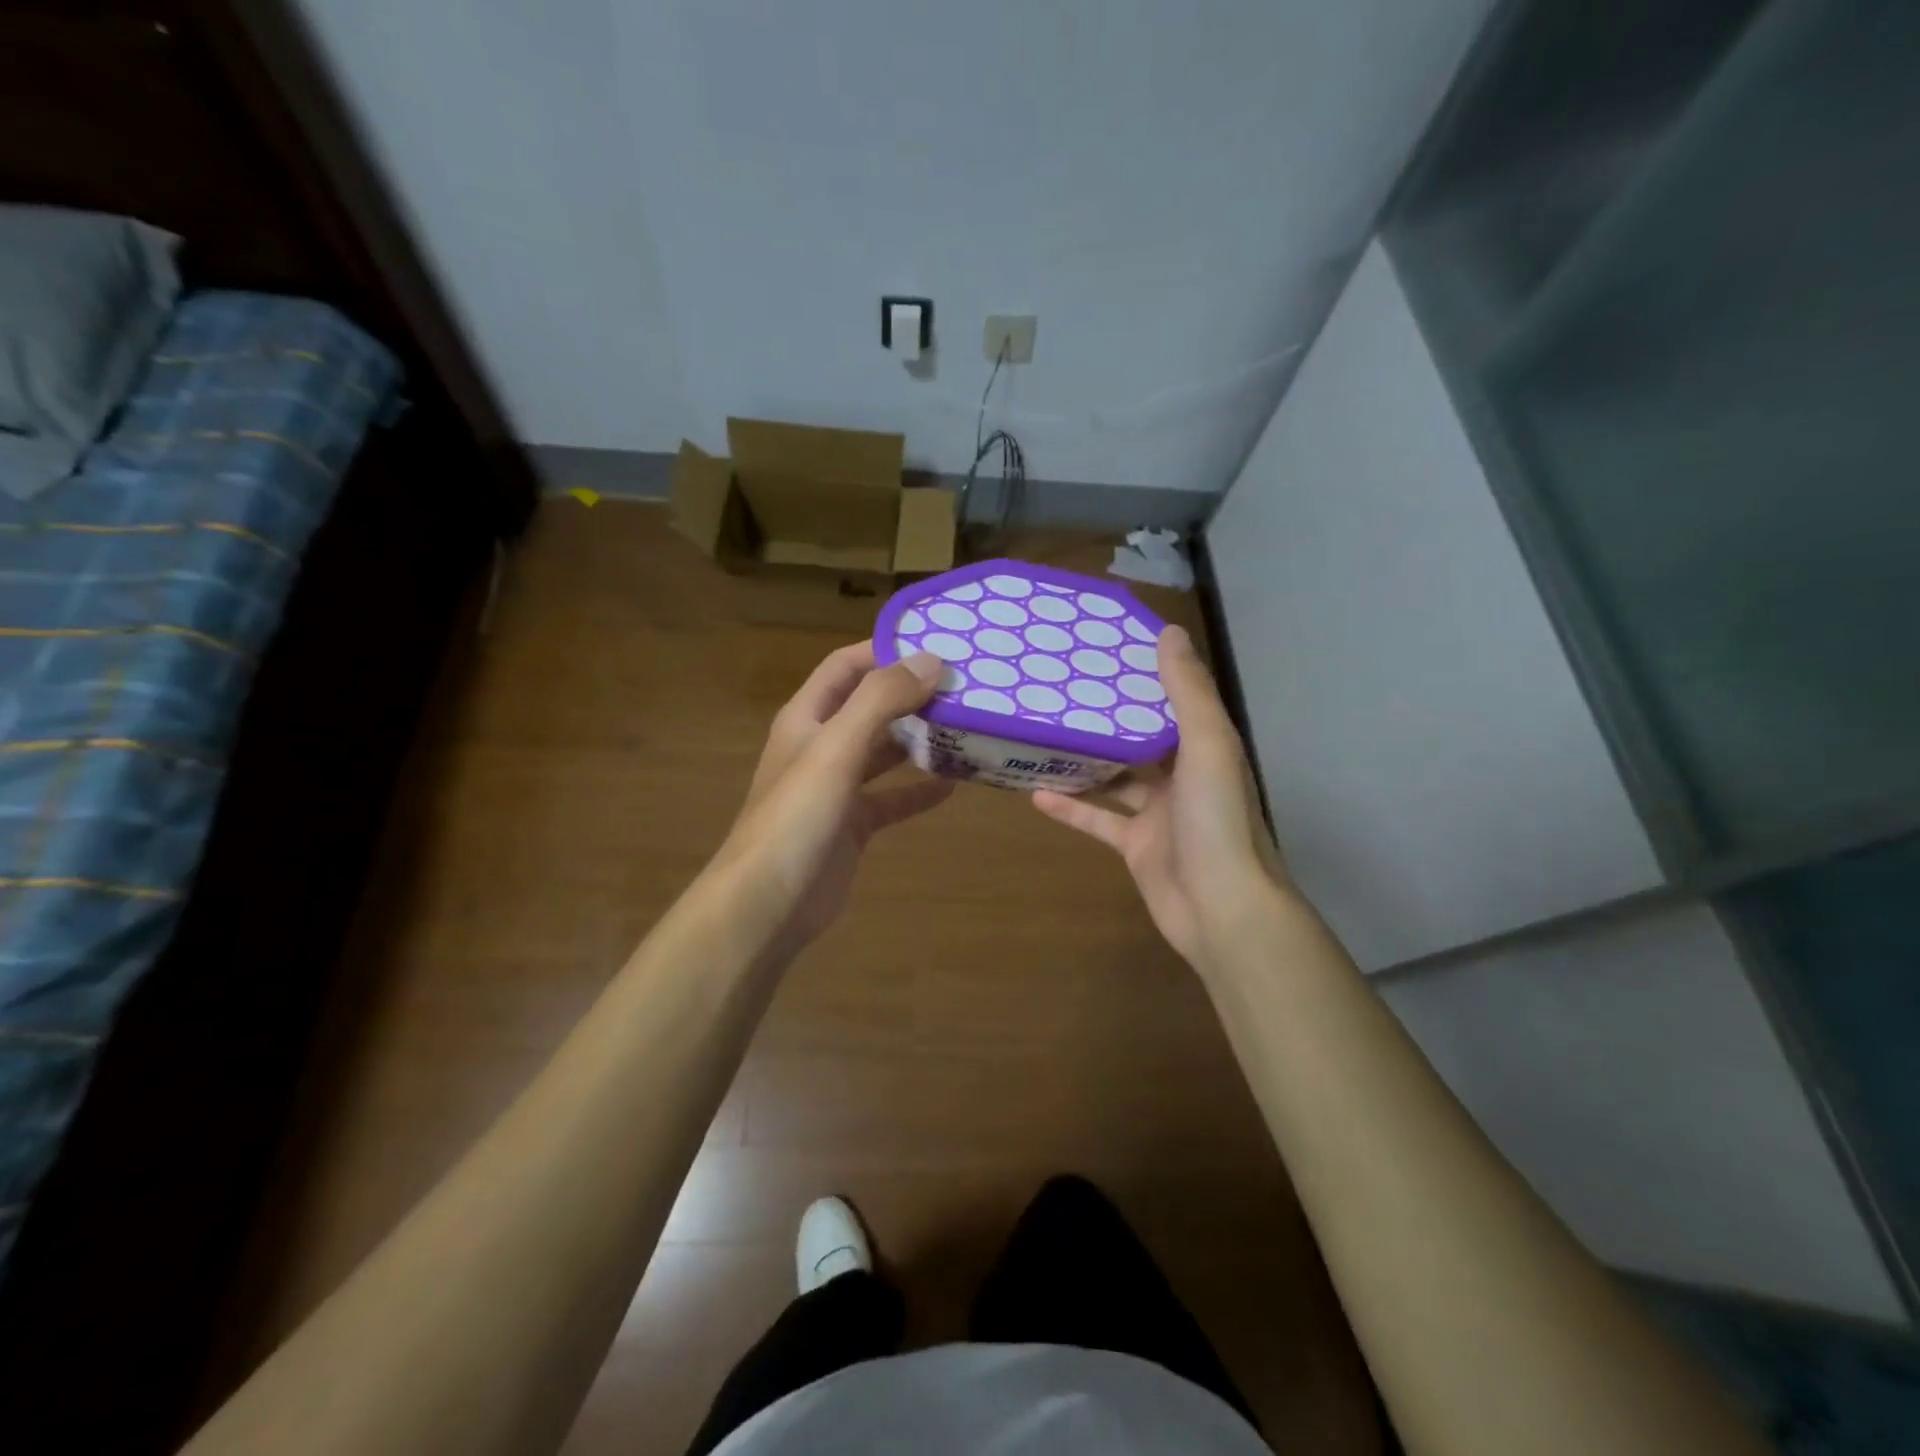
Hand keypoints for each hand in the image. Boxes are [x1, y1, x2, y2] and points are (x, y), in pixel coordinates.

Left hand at [714, 640, 953, 949]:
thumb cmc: (797, 817)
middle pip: (869, 707)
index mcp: (807, 718)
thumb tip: (932, 660)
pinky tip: (953, 786)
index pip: (845, 666)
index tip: (936, 644)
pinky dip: (918, 791)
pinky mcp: (852, 825)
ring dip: (918, 740)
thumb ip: (881, 700)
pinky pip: (891, 799)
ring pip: (883, 752)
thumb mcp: (837, 748)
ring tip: (966, 728)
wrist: (767, 903)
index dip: (884, 650)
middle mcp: (820, 745)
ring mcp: (836, 787)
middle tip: (963, 687)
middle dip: (910, 695)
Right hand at [1032, 624, 1283, 974]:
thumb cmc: (1216, 819)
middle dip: (1108, 716)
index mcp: (1205, 747)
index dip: (1147, 674)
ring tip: (1044, 732)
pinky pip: (1099, 819)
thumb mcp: (1207, 745)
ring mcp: (1158, 813)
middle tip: (1065, 687)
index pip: (1174, 700)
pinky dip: (1071, 808)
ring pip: (1117, 778)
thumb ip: (1187, 691)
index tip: (1108, 649)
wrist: (1221, 907)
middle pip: (1141, 738)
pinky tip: (1035, 792)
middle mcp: (1184, 775)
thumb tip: (1168, 632)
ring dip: (1085, 760)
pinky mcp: (1135, 845)